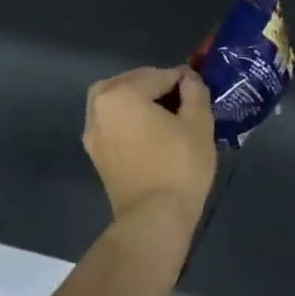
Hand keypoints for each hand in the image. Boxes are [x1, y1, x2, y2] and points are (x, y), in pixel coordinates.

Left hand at [82, 65, 216, 226]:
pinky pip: (113, 122)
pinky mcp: (96, 154)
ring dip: (140, 101)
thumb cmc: (179, 166)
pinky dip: (130, 119)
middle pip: (132, 83)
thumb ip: (195, 91)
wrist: (153, 220)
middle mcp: (99, 107)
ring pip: (118, 101)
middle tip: (184, 101)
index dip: (185, 80)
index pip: (160, 75)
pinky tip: (152, 133)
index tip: (201, 91)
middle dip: (157, 86)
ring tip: (167, 115)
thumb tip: (189, 79)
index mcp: (121, 93)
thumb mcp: (199, 122)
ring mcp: (93, 132)